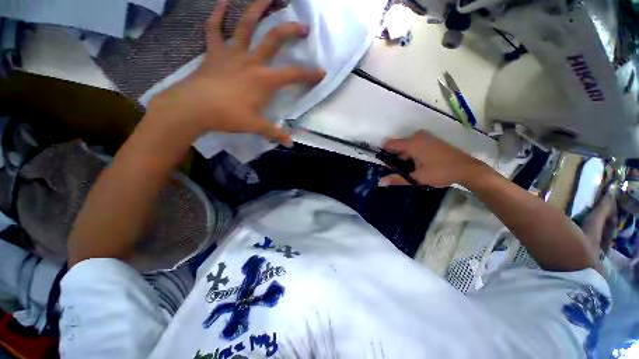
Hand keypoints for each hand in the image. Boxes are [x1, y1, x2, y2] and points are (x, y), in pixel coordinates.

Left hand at [147, 0, 324, 145]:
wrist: (194, 107)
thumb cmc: (228, 116)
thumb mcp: (255, 126)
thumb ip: (275, 133)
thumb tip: (290, 144)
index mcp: (264, 80)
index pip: (293, 75)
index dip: (309, 74)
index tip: (321, 72)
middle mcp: (252, 61)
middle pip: (274, 39)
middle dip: (291, 31)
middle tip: (303, 27)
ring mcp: (232, 53)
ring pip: (246, 24)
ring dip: (258, 7)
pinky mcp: (214, 52)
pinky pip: (214, 28)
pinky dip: (218, 14)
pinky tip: (223, 3)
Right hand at [379, 130, 486, 187]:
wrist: (467, 169)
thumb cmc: (440, 172)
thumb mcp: (417, 177)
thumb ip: (397, 178)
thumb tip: (381, 181)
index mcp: (412, 143)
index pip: (390, 144)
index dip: (384, 153)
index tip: (384, 165)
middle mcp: (418, 136)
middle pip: (399, 146)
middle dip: (396, 158)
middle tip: (400, 172)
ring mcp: (426, 137)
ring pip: (408, 147)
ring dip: (405, 158)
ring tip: (411, 171)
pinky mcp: (432, 140)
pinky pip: (416, 146)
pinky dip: (413, 154)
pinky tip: (419, 165)